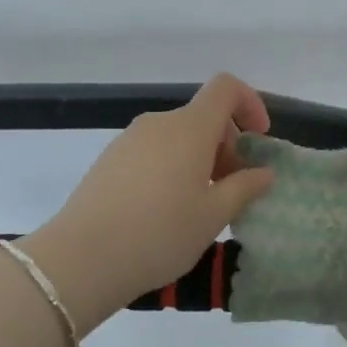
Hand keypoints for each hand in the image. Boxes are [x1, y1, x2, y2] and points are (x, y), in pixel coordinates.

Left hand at [24, 74, 275, 327]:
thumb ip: (244, 188)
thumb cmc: (161, 233)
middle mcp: (159, 123)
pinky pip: (153, 152)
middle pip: (203, 117)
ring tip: (200, 206)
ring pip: (177, 137)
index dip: (250, 104)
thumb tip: (263, 172)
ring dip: (199, 160)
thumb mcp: (214, 215)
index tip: (258, 141)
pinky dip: (172, 168)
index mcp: (190, 127)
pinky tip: (166, 211)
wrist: (82, 258)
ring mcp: (129, 140)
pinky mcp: (109, 160)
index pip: (226, 88)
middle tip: (233, 190)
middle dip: (227, 145)